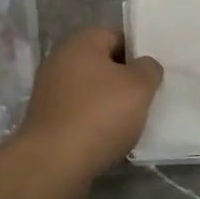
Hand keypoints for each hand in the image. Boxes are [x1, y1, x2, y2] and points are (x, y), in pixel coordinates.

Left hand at [16, 26, 163, 187]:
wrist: (53, 162)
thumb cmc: (99, 114)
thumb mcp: (139, 87)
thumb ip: (149, 68)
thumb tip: (144, 65)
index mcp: (81, 42)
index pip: (116, 36)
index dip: (138, 53)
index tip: (152, 74)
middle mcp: (60, 60)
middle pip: (102, 64)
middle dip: (124, 81)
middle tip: (146, 98)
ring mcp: (50, 90)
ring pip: (91, 91)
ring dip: (110, 104)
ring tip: (131, 123)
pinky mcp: (47, 119)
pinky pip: (79, 113)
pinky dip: (94, 123)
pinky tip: (109, 139)